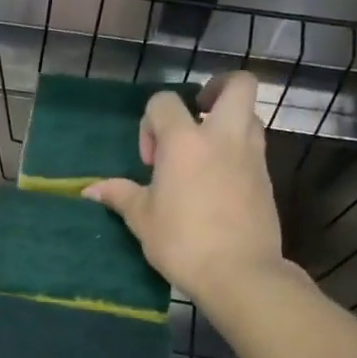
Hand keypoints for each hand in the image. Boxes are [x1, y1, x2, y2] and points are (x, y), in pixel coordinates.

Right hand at [84, 71, 286, 305]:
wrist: (239, 272)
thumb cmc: (182, 241)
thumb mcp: (142, 219)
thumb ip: (120, 195)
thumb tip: (90, 190)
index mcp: (184, 141)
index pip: (164, 102)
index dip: (150, 122)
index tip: (150, 160)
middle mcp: (223, 137)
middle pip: (237, 85)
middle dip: (217, 88)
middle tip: (197, 113)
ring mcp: (251, 155)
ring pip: (250, 115)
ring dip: (228, 122)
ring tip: (205, 153)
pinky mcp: (266, 178)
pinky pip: (253, 147)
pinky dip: (237, 152)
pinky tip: (217, 182)